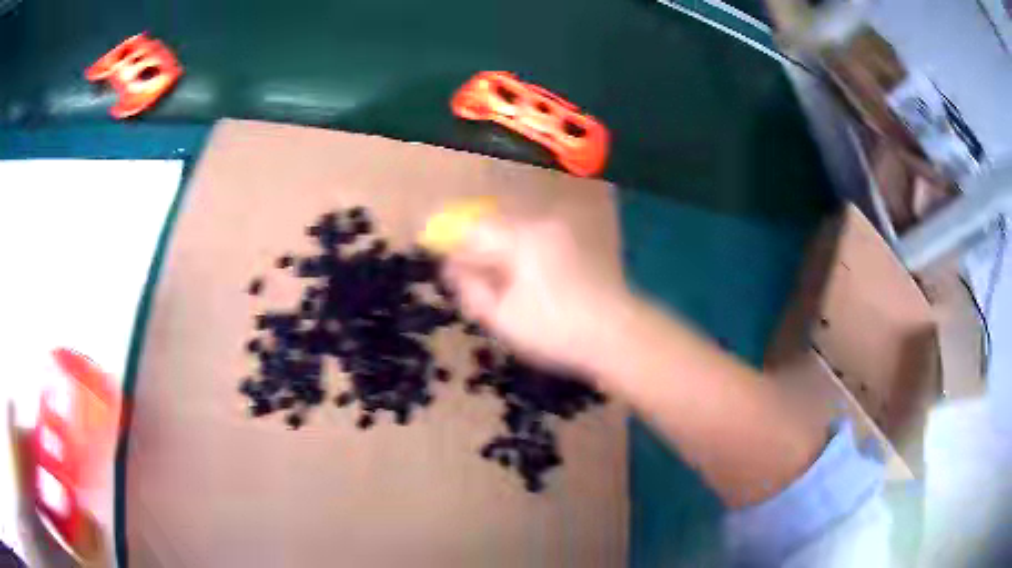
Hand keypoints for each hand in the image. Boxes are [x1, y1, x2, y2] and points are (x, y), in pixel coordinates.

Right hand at [442, 214, 630, 373]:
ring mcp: (563, 233)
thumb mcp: (502, 317)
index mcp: (521, 238)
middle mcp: (541, 225)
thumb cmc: (556, 330)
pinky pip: (536, 245)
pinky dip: (521, 261)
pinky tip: (527, 290)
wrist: (619, 336)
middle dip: (477, 254)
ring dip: (500, 258)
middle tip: (472, 287)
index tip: (442, 262)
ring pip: (515, 238)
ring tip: (500, 294)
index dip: (451, 242)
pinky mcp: (577, 245)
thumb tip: (453, 268)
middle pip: (495, 229)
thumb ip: (471, 288)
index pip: (473, 229)